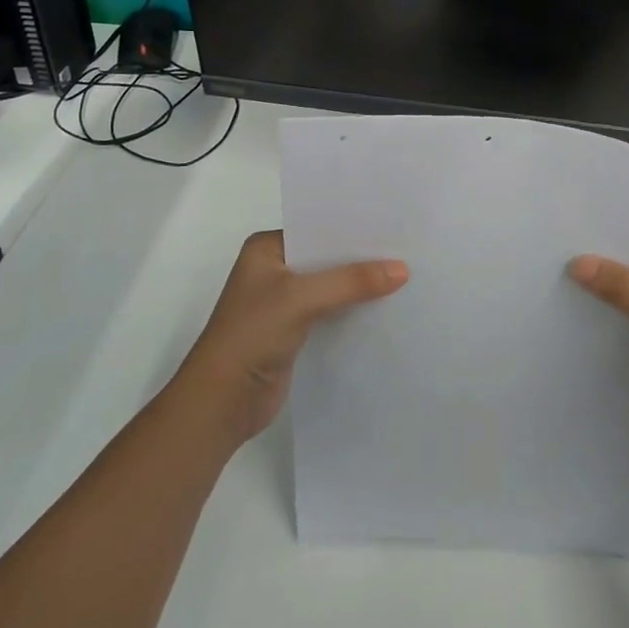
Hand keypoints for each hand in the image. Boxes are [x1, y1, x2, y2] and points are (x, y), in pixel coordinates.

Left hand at [173, 230, 407, 449]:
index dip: (352, 228)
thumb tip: (402, 269)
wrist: (221, 402)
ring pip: (330, 286)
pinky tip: (385, 308)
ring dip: (359, 286)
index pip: (316, 228)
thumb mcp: (302, 298)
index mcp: (266, 248)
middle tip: (407, 249)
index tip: (392, 224)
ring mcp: (283, 302)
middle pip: (326, 258)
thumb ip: (351, 281)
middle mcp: (274, 270)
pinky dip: (352, 311)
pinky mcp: (294, 332)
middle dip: (360, 257)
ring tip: (406, 275)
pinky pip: (331, 312)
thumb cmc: (252, 335)